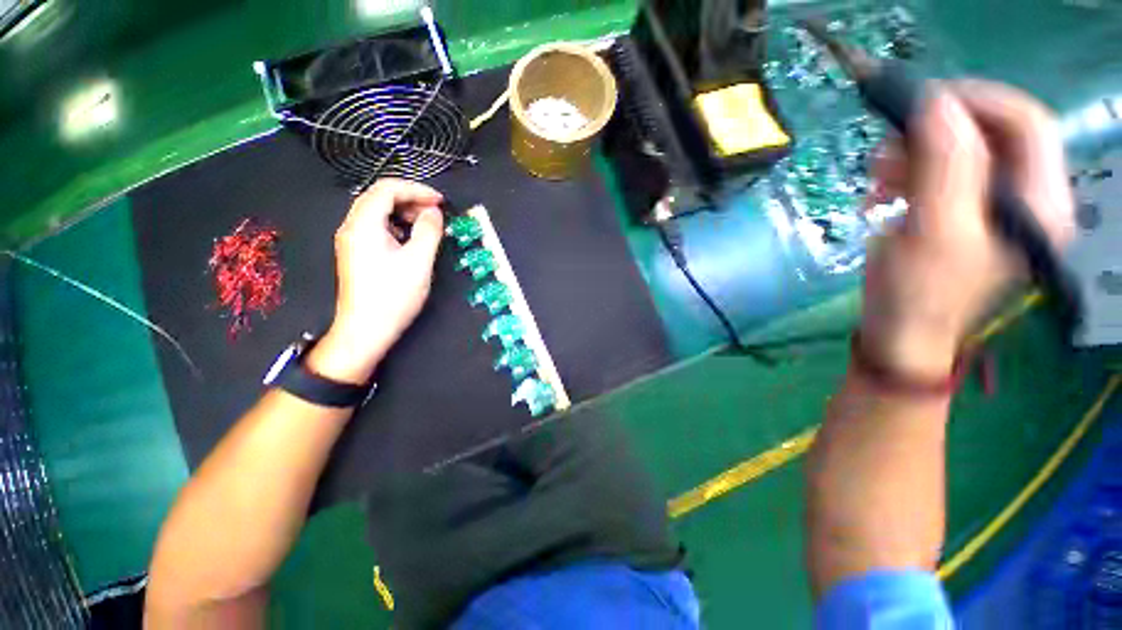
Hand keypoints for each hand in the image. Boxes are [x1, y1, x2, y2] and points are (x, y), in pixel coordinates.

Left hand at [306, 179, 444, 384]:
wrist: (366, 329)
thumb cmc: (393, 296)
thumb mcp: (419, 261)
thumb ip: (429, 230)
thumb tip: (434, 212)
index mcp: (364, 225)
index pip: (387, 189)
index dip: (416, 189)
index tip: (439, 201)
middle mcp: (352, 227)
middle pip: (379, 197)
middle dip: (410, 199)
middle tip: (434, 212)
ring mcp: (352, 241)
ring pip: (377, 212)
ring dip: (403, 212)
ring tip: (426, 225)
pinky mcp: (357, 253)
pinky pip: (376, 228)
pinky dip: (396, 226)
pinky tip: (411, 240)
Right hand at [861, 80, 1074, 379]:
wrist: (899, 334)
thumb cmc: (919, 293)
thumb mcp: (934, 229)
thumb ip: (945, 165)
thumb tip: (935, 104)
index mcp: (1039, 203)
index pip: (1027, 122)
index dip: (977, 101)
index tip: (920, 103)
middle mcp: (1026, 197)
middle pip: (993, 134)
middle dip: (936, 132)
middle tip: (886, 149)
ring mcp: (994, 206)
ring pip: (961, 151)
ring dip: (915, 154)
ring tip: (875, 177)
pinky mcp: (963, 213)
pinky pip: (941, 174)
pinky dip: (908, 174)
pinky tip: (881, 192)